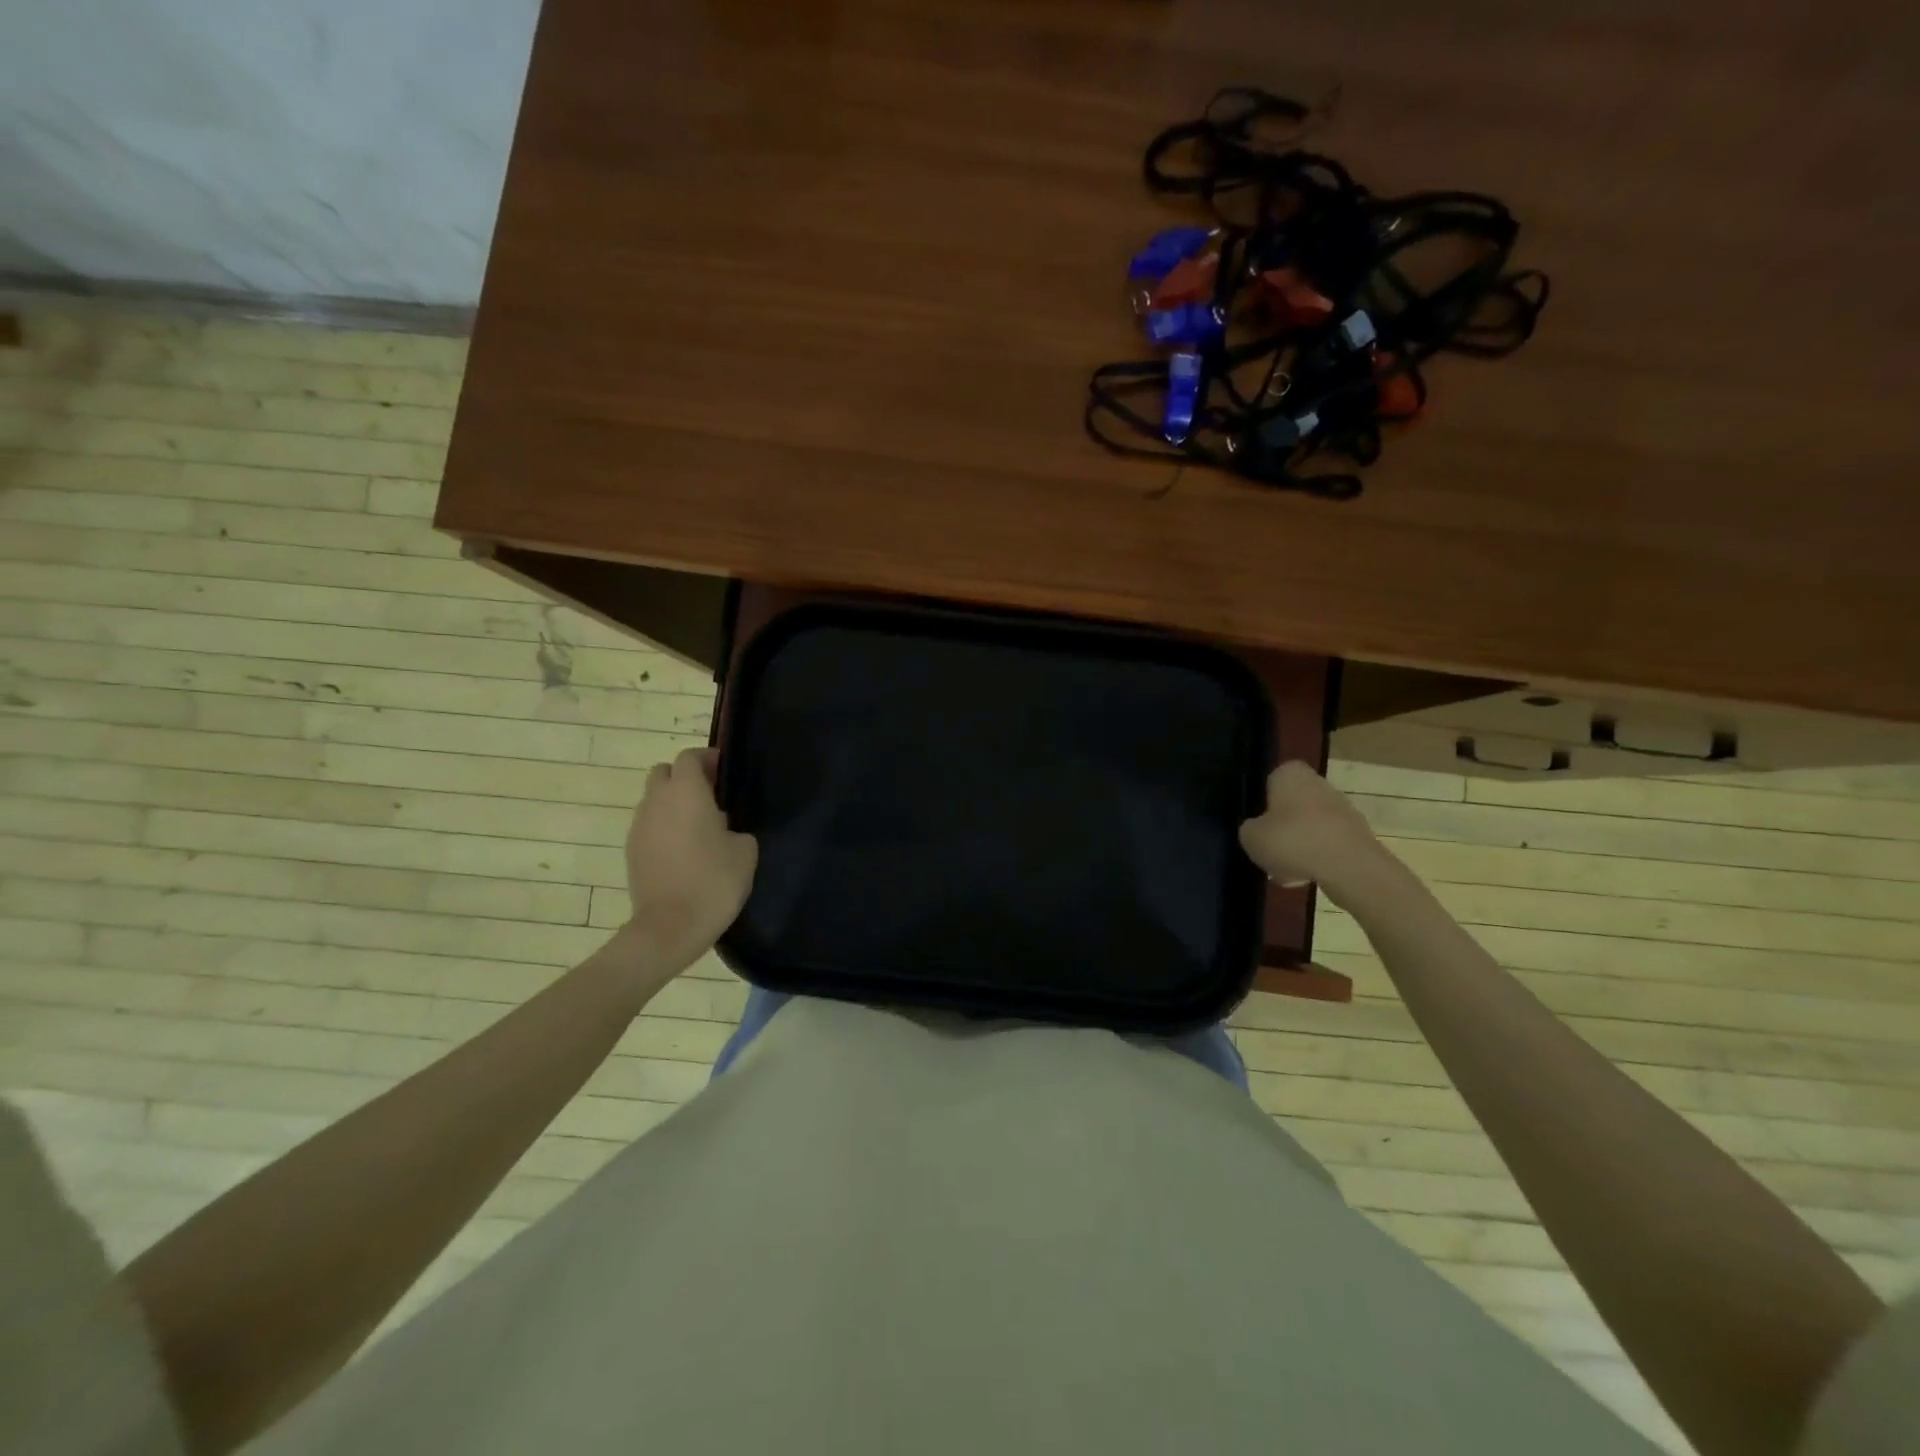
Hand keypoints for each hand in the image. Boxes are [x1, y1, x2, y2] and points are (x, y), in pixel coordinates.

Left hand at [621, 748, 757, 970]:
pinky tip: (685, 850)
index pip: (690, 757)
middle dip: (686, 778)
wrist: (670, 928)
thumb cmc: (713, 881)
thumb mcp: (745, 850)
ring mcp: (639, 827)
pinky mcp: (632, 851)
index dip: (708, 760)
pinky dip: (664, 827)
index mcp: (686, 792)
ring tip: (700, 827)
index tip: (727, 773)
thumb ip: (736, 827)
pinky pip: (649, 825)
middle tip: (712, 798)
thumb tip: (726, 829)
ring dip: (674, 804)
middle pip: (665, 773)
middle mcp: (656, 802)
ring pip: (654, 800)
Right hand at [1238, 761, 1392, 899]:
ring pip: (1309, 827)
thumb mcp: (1251, 837)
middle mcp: (1319, 783)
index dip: (1262, 804)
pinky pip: (1327, 844)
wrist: (1350, 868)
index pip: (1270, 781)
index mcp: (1291, 774)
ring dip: (1298, 846)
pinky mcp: (1357, 834)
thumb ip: (1249, 829)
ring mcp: (1342, 808)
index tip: (1257, 825)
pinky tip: (1308, 877)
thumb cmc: (1293, 841)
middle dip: (1281, 829)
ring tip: (1287, 872)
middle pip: (1291, 806)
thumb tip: (1257, 830)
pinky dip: (1317, 858)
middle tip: (1269, 851)